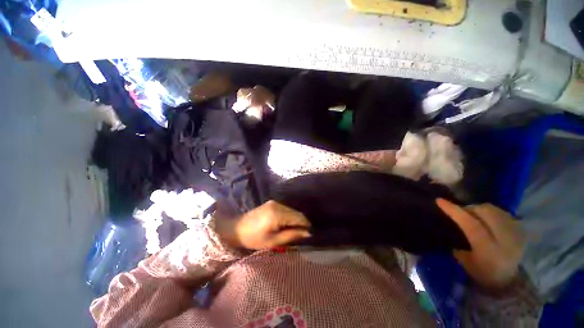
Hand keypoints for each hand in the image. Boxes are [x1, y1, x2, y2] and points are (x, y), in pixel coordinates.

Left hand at [216, 201, 310, 249]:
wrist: (236, 229)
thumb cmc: (254, 238)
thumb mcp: (273, 241)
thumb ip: (291, 235)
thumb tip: (308, 233)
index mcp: (278, 213)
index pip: (299, 217)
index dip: (306, 226)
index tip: (310, 235)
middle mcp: (278, 204)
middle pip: (296, 213)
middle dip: (301, 223)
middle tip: (302, 235)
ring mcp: (275, 202)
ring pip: (292, 210)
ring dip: (295, 220)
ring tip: (294, 231)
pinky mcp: (272, 203)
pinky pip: (286, 209)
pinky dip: (289, 216)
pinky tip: (286, 224)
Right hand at [436, 199, 524, 289]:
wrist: (508, 281)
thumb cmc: (482, 272)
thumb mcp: (465, 261)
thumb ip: (458, 241)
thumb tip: (450, 224)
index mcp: (489, 250)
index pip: (471, 225)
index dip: (455, 211)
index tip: (439, 201)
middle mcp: (505, 240)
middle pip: (485, 212)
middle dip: (469, 208)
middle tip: (461, 212)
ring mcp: (516, 234)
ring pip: (494, 210)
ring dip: (480, 209)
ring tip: (474, 215)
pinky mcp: (521, 230)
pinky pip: (503, 213)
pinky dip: (491, 213)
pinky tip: (487, 219)